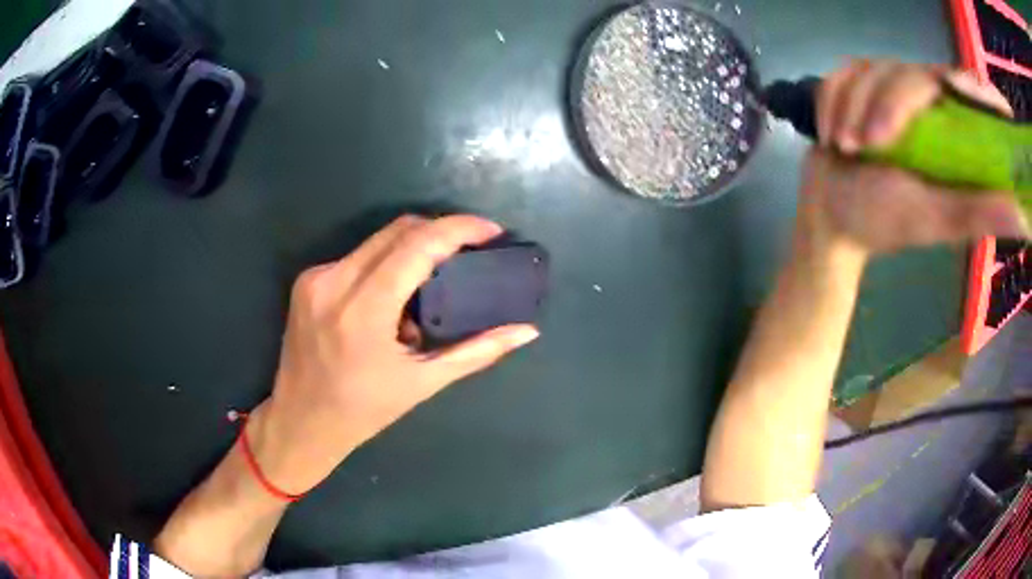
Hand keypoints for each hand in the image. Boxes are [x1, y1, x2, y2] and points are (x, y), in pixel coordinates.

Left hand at [248, 215, 538, 494]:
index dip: (459, 229)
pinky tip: (395, 297)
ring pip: (378, 240)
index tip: (491, 231)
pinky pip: (358, 256)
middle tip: (470, 252)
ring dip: (412, 250)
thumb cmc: (363, 411)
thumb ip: (477, 351)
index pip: (417, 246)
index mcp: (362, 311)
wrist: (300, 422)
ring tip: (433, 283)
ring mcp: (315, 278)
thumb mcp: (423, 383)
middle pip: (398, 231)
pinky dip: (385, 265)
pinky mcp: (307, 280)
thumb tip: (527, 331)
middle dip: (440, 233)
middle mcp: (333, 282)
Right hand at [801, 60, 1028, 253]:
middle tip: (866, 146)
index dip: (969, 87)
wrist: (828, 214)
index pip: (966, 88)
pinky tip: (831, 132)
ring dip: (850, 105)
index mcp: (954, 135)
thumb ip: (977, 211)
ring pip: (872, 68)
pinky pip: (843, 70)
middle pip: (910, 72)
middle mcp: (928, 106)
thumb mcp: (935, 220)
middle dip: (882, 104)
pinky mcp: (859, 87)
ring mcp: (891, 93)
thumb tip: (1024, 220)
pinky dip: (831, 98)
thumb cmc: (881, 222)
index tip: (951, 98)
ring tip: (844, 147)